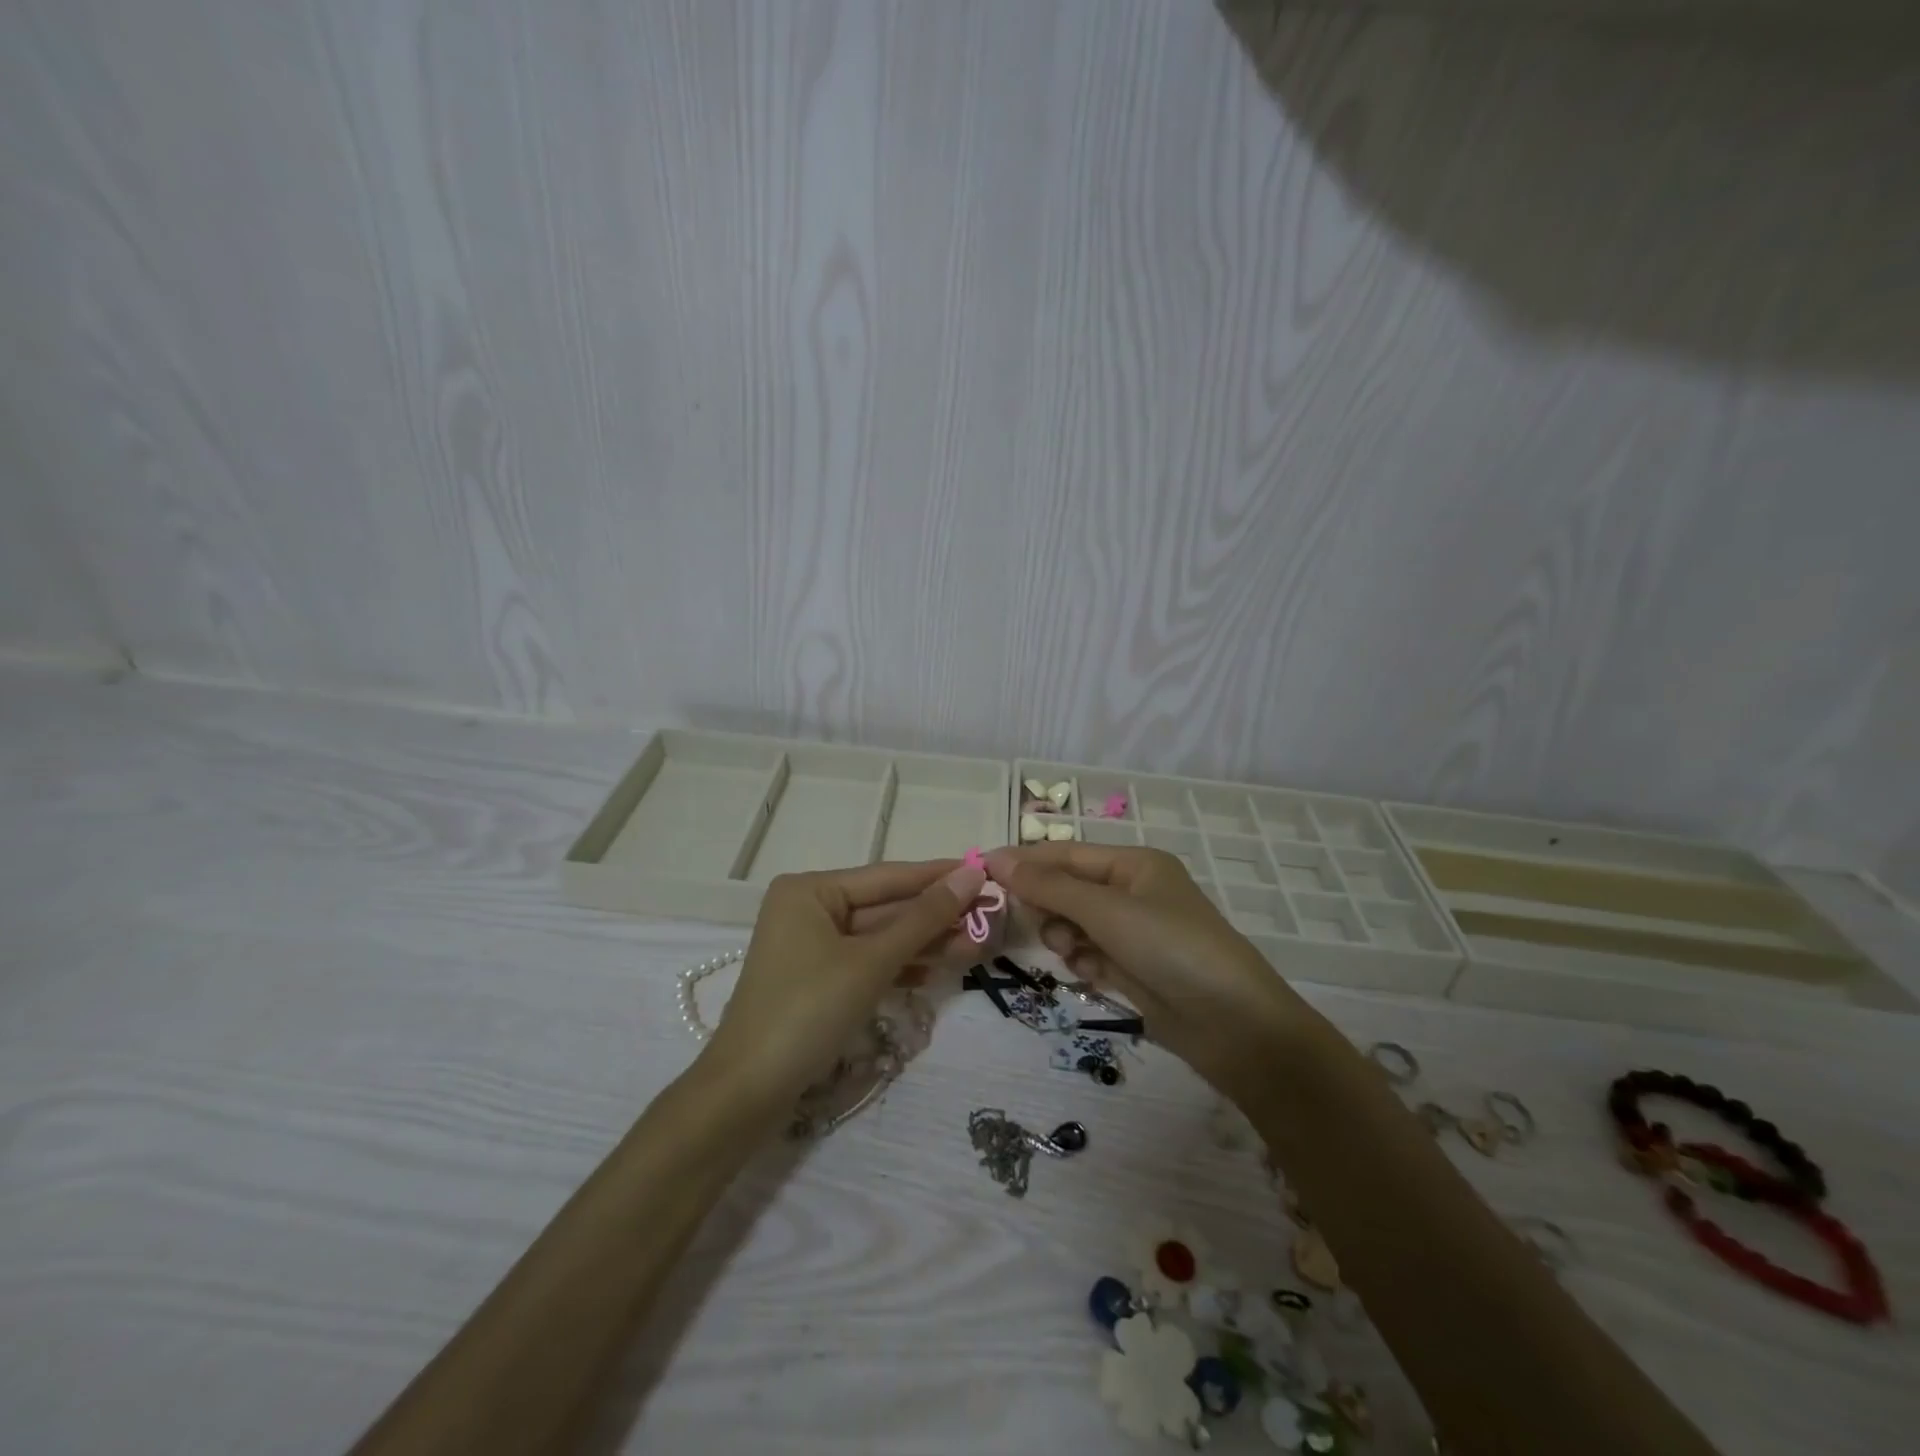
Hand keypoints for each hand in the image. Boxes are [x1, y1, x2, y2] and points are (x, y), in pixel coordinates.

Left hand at [700, 859, 986, 1112]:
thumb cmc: (808, 1011)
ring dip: (925, 944)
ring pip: (881, 938)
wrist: (748, 1092)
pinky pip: (869, 962)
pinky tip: (939, 971)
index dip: (938, 876)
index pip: (888, 876)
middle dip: (936, 917)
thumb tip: (971, 876)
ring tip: (977, 945)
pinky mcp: (819, 980)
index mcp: (811, 890)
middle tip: (990, 916)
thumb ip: (924, 918)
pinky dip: (901, 967)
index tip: (985, 871)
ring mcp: (813, 946)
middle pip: (886, 907)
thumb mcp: (871, 961)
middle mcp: (809, 909)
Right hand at [984, 843, 1304, 1094]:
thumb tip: (997, 859)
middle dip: (1048, 906)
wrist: (1235, 1026)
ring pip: (1075, 924)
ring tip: (1072, 954)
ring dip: (1064, 937)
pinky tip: (1091, 975)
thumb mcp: (1107, 911)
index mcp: (1134, 864)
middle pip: (1068, 889)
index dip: (1025, 861)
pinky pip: (1090, 954)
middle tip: (1030, 924)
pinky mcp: (1133, 969)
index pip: (1066, 853)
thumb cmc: (1171, 949)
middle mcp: (1133, 892)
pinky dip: (1084, 962)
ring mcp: (1134, 933)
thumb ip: (1049, 887)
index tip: (982, 871)